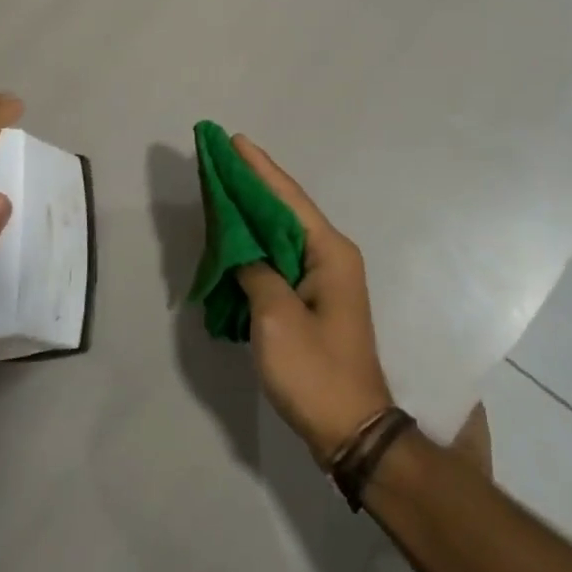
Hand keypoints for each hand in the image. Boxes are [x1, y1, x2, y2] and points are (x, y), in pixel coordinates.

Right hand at [232, 136, 394, 461]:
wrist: (351, 431)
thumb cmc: (315, 371)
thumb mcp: (275, 317)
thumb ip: (254, 271)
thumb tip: (241, 250)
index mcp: (329, 253)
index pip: (287, 198)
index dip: (259, 168)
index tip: (234, 140)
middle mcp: (331, 257)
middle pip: (284, 209)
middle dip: (252, 184)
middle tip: (219, 159)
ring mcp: (323, 279)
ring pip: (280, 233)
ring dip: (251, 213)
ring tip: (220, 189)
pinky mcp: (312, 300)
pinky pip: (279, 258)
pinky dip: (254, 244)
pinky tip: (233, 238)